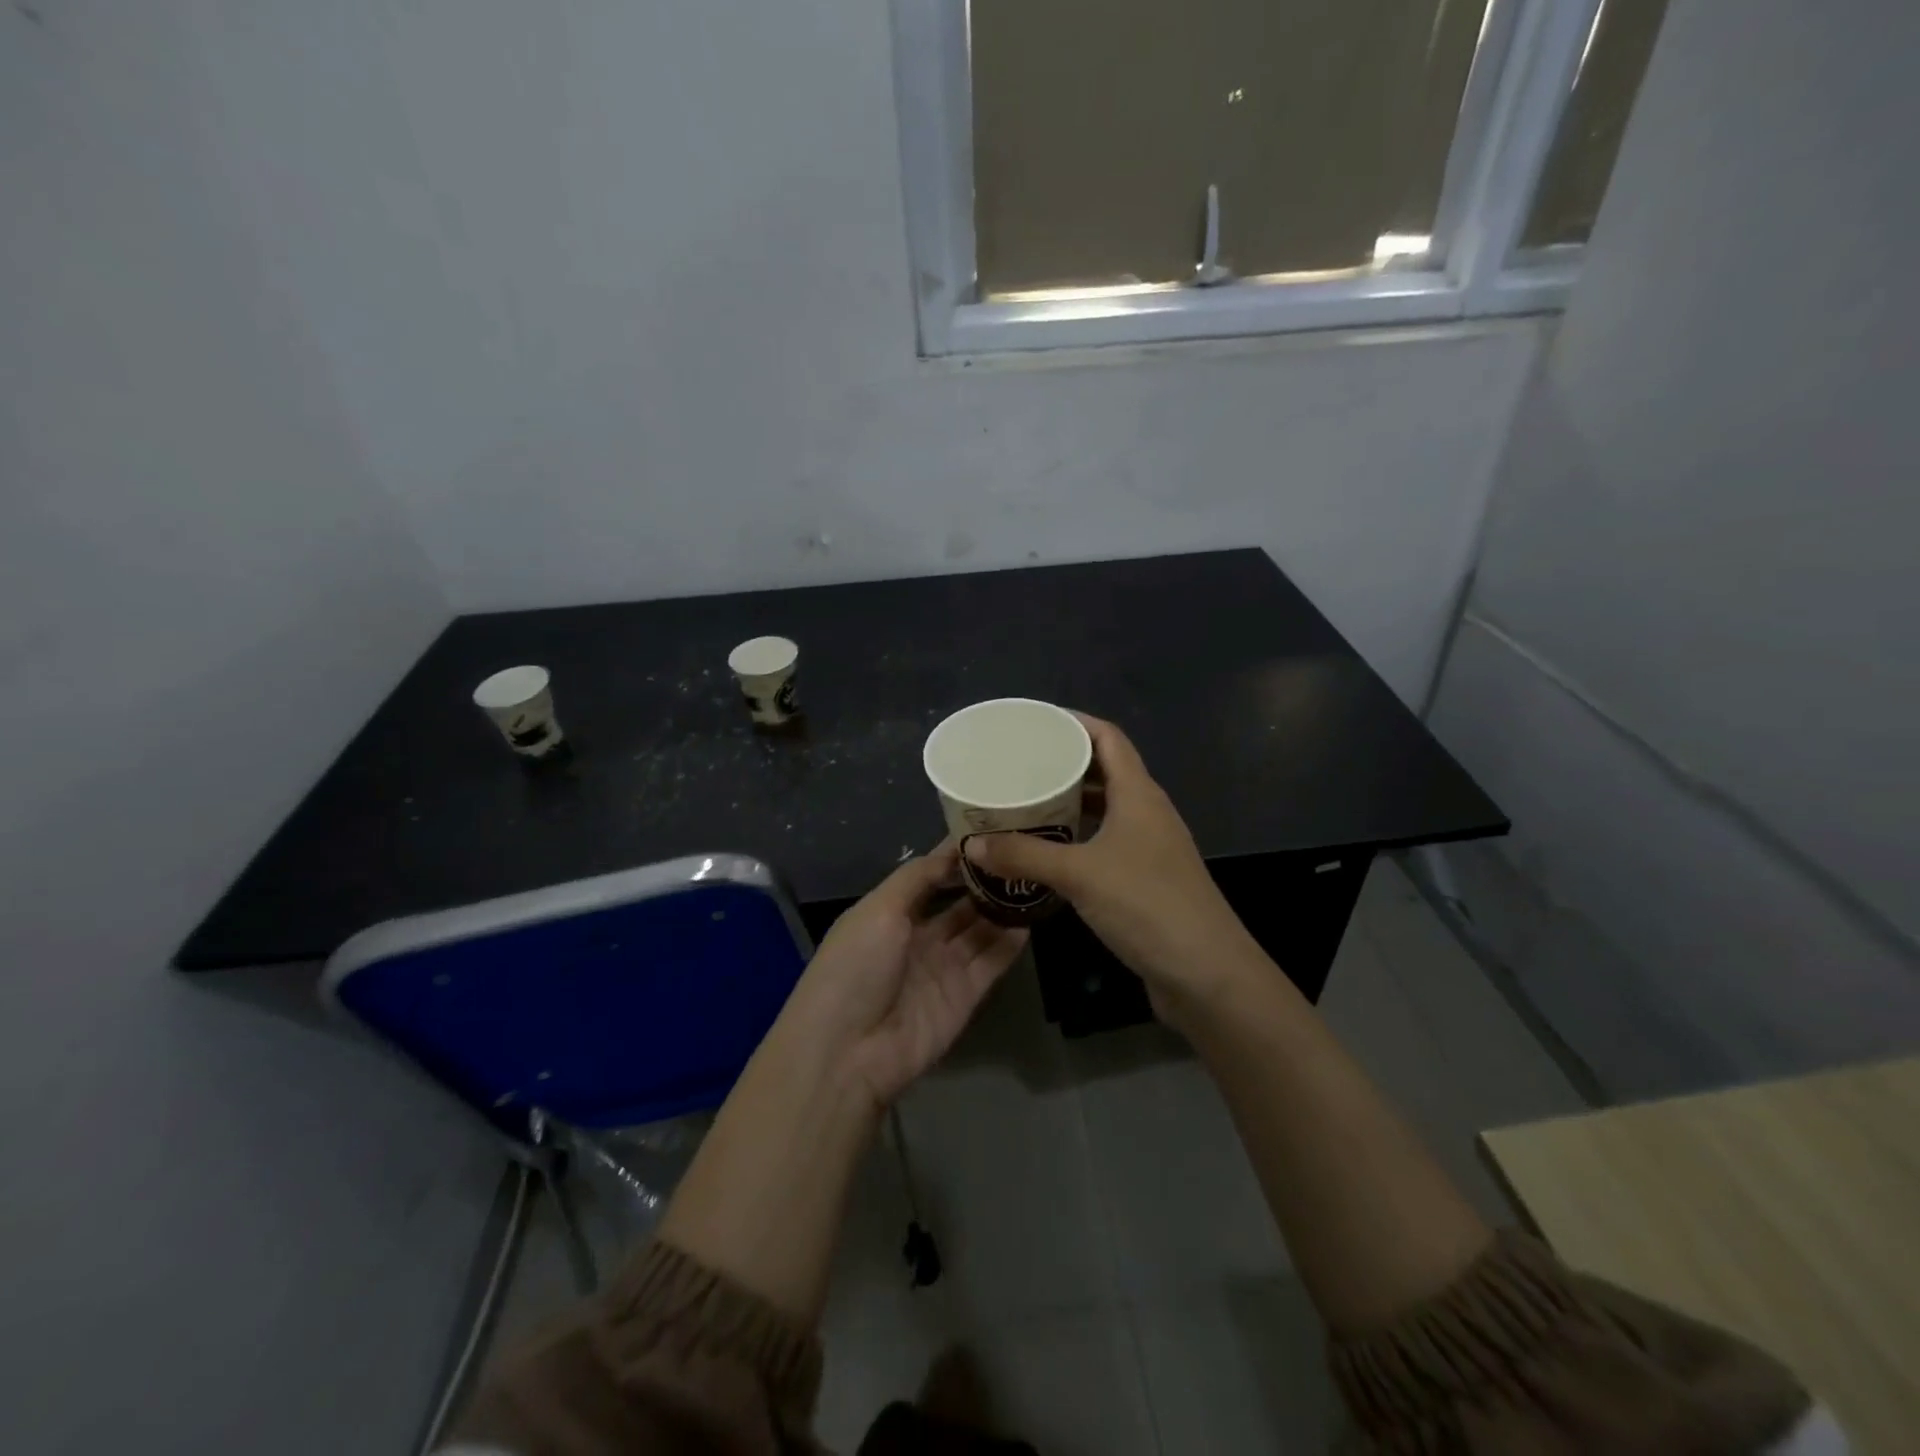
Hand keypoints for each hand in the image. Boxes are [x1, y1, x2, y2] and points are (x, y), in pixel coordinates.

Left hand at [779, 842, 1027, 1108]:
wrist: (849, 1051)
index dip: (956, 855)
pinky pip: (992, 961)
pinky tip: (1032, 916)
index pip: (930, 876)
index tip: (990, 828)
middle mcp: (919, 937)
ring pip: (981, 929)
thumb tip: (953, 849)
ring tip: (1036, 877)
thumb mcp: (879, 909)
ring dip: (1003, 907)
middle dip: (987, 880)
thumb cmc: (855, 967)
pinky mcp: (965, 995)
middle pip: (960, 902)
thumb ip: (917, 877)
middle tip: (1023, 852)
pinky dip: (1011, 941)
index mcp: (890, 913)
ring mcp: (944, 967)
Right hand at [961, 715, 1257, 1019]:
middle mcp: (1147, 812)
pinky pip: (1106, 842)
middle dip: (1064, 764)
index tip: (1035, 722)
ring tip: (1026, 804)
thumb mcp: (1079, 874)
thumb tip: (972, 844)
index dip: (1074, 722)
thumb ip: (1024, 855)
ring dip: (1070, 805)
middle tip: (1018, 766)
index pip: (1108, 738)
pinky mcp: (1147, 879)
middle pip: (1105, 771)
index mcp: (1139, 794)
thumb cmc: (1147, 906)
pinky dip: (1078, 839)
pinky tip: (1049, 854)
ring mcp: (1151, 847)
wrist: (1207, 974)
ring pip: (1105, 810)